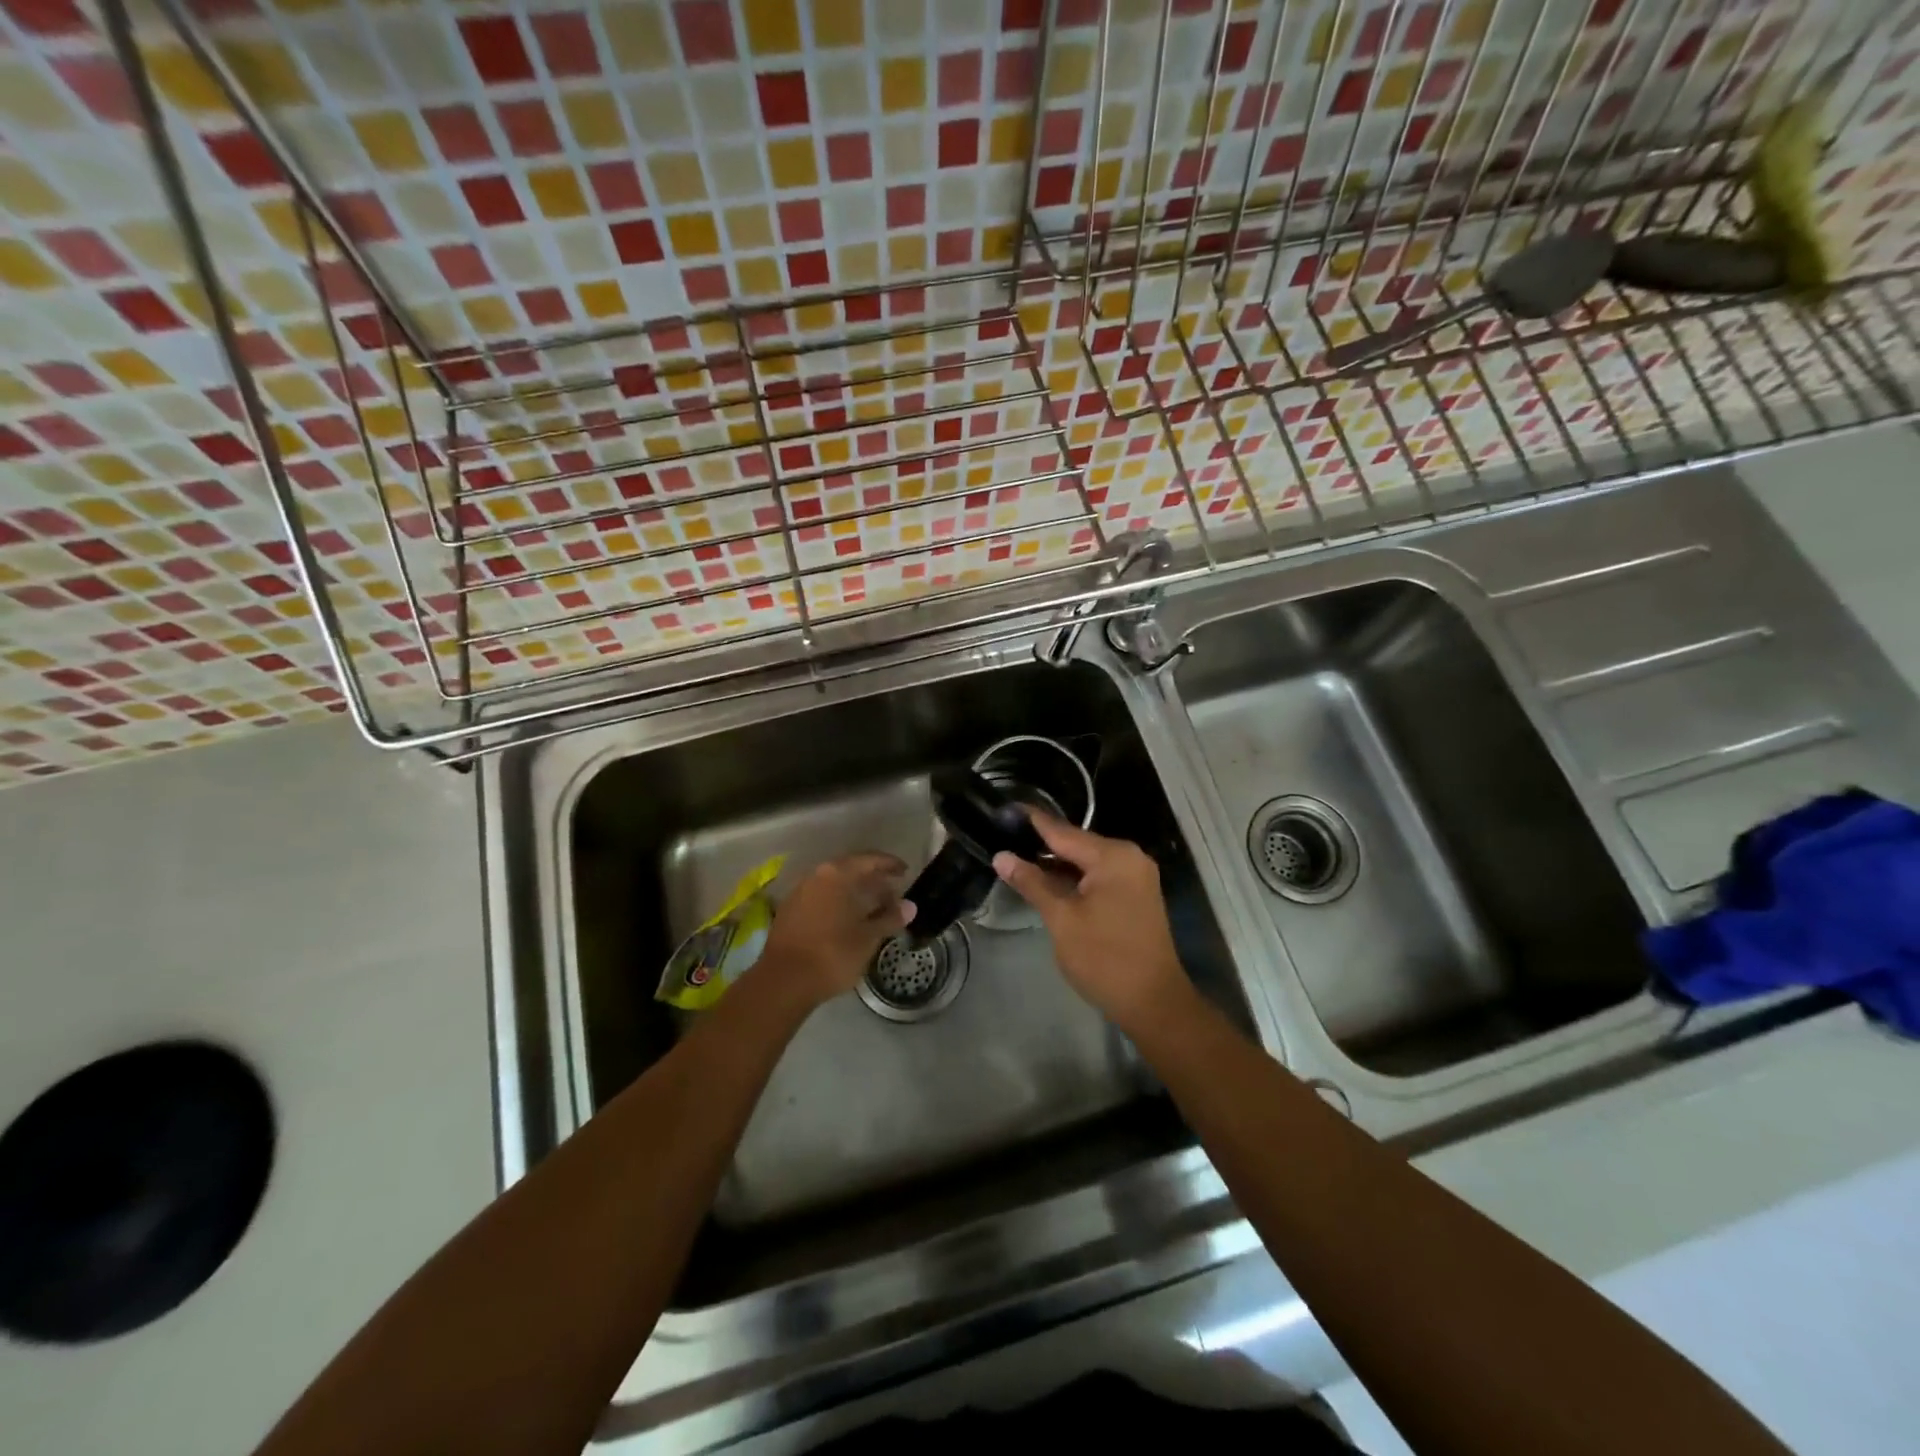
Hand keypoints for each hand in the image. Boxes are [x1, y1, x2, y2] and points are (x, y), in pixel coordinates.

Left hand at [757, 853, 912, 1009]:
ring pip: (834, 884)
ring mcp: (799, 893)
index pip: (869, 860)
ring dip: (855, 892)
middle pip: (850, 869)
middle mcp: (816, 876)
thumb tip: (910, 906)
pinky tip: (849, 919)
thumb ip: (890, 918)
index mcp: (836, 874)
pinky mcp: (789, 911)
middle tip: (892, 893)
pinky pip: (821, 897)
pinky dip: (839, 903)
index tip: (905, 871)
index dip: (889, 864)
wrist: (784, 982)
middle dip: (873, 880)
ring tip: (874, 908)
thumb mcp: (868, 938)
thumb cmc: (832, 954)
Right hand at [992, 814, 1190, 1031]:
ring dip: (1056, 863)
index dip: (1032, 821)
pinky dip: (1074, 878)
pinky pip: (1099, 876)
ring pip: (1087, 861)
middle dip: (1041, 844)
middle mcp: (1129, 857)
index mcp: (1113, 856)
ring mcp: (1136, 876)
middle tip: (1003, 836)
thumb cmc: (1104, 958)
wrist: (1153, 1002)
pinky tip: (1047, 881)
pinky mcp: (1135, 895)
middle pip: (1076, 844)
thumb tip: (1001, 856)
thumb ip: (1032, 883)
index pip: (1062, 831)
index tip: (1004, 809)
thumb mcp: (1061, 919)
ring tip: (1017, 857)